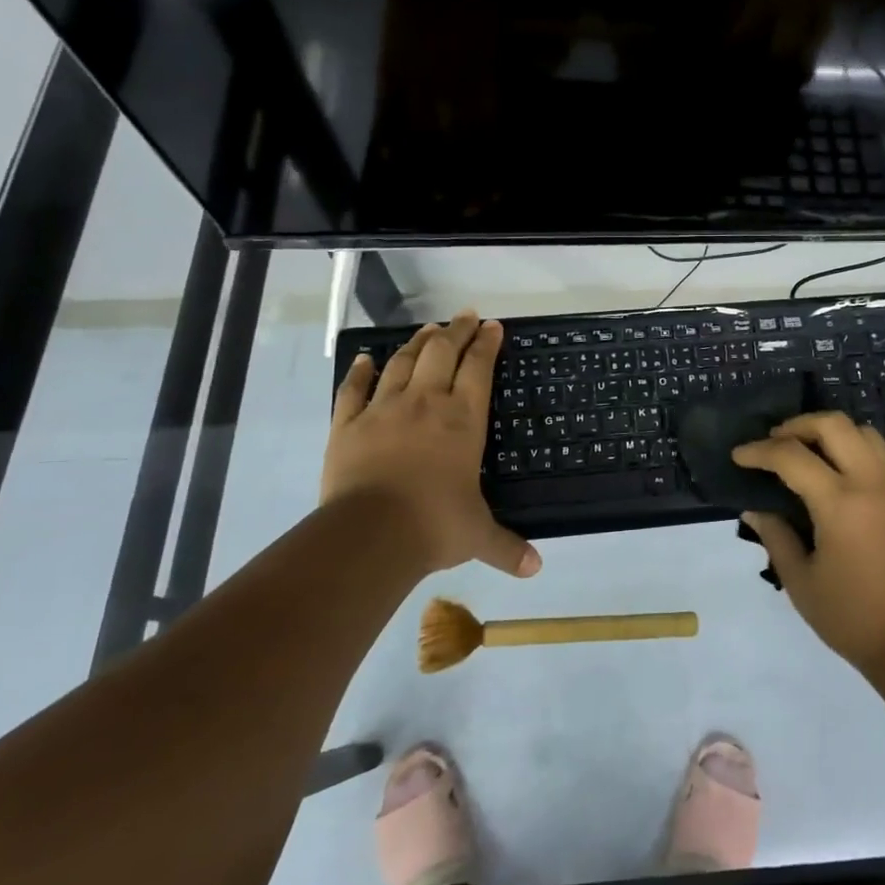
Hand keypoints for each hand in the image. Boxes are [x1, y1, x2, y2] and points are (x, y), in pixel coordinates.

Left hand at [324, 310, 540, 578]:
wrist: (369, 535)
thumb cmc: (433, 526)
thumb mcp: (477, 536)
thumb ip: (507, 547)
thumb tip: (536, 568)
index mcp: (463, 419)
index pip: (479, 368)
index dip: (487, 344)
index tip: (493, 326)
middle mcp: (426, 403)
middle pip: (442, 352)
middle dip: (456, 330)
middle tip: (465, 315)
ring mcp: (383, 409)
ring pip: (403, 362)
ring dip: (418, 342)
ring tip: (428, 329)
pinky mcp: (347, 424)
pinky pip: (354, 389)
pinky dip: (360, 371)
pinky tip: (364, 359)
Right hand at [733, 413, 884, 672]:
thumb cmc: (853, 617)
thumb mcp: (801, 582)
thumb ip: (776, 536)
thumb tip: (755, 507)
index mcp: (840, 503)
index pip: (791, 456)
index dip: (759, 451)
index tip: (738, 456)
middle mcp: (870, 482)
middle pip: (832, 424)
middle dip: (796, 425)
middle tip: (773, 443)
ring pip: (861, 430)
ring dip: (828, 431)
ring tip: (804, 451)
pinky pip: (877, 451)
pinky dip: (850, 446)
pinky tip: (833, 471)